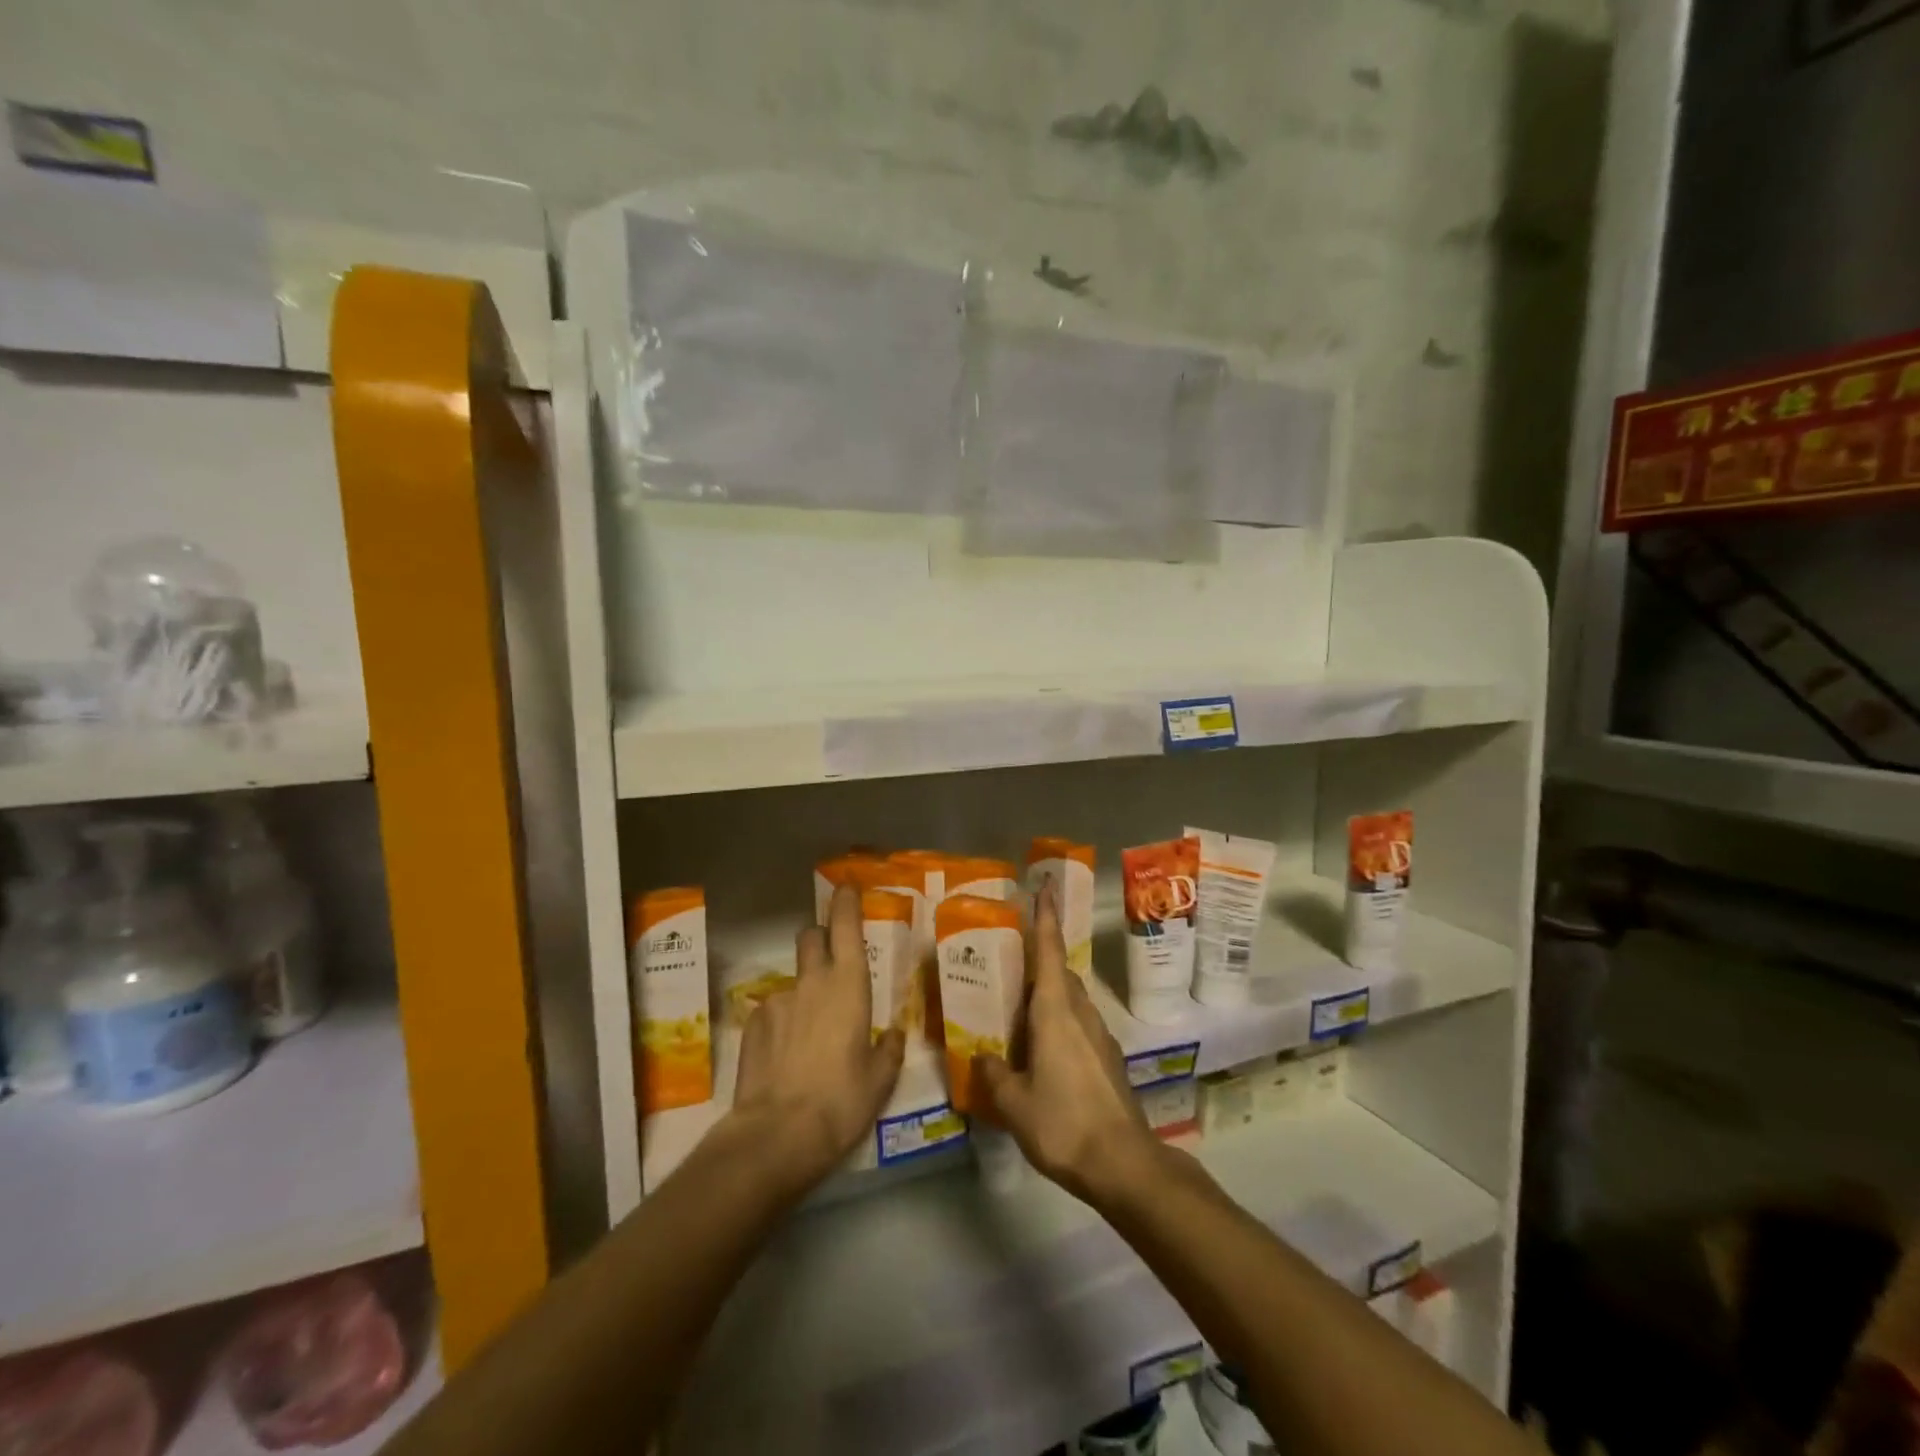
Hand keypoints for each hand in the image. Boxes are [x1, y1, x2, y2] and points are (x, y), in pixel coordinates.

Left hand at [729, 884, 906, 1194]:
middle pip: (812, 937)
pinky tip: (785, 1056)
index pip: (845, 926)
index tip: (847, 889)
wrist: (776, 1134)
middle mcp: (812, 981)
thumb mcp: (880, 1080)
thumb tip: (893, 1034)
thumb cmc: (841, 1101)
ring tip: (809, 1035)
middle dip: (821, 938)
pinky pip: (773, 1010)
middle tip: (832, 963)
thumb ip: (889, 1050)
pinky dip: (782, 1022)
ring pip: (793, 979)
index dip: (846, 902)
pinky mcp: (752, 1023)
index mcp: (849, 985)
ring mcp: (778, 999)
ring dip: (804, 992)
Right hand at [977, 884, 1161, 1206]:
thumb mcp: (1014, 1103)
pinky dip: (1059, 1021)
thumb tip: (983, 1056)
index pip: (1048, 951)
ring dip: (1049, 993)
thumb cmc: (1063, 1123)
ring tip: (1019, 1006)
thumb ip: (995, 1074)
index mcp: (1055, 1011)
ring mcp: (1099, 1035)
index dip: (1045, 917)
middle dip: (1039, 959)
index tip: (1044, 886)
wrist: (1123, 1162)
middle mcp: (1080, 1013)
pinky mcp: (1108, 1058)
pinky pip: (1078, 1024)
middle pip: (1059, 972)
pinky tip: (1043, 1049)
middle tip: (1009, 960)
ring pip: (1070, 999)